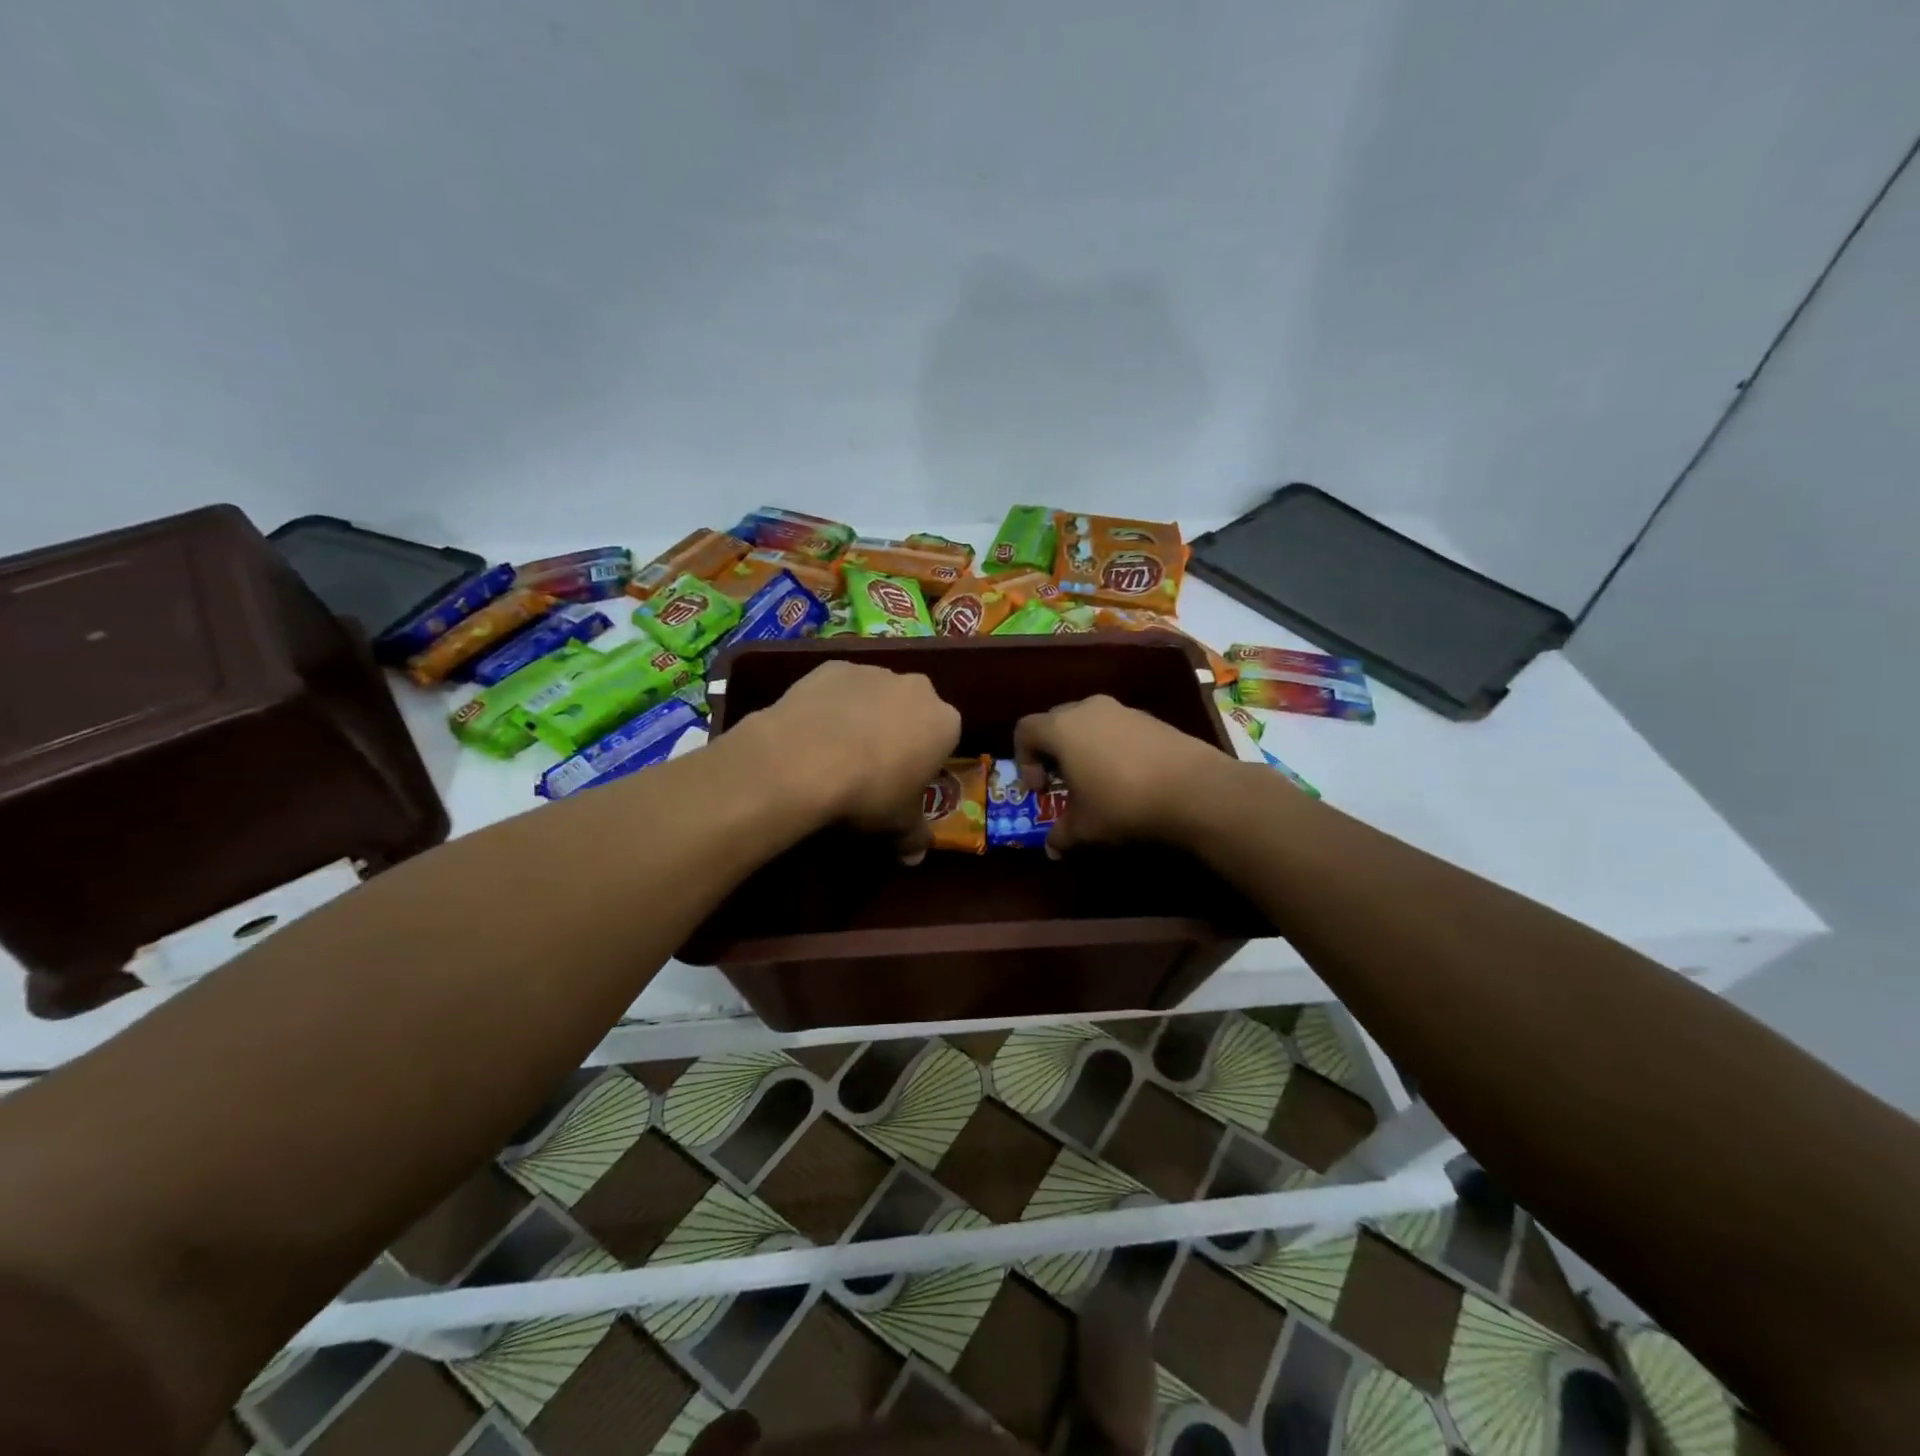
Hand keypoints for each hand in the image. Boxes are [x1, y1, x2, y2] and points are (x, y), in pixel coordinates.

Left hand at [754, 660, 959, 859]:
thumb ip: (914, 836)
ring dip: (865, 715)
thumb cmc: (870, 793)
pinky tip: (813, 732)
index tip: (904, 782)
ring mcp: (874, 672)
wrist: (806, 758)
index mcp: (944, 722)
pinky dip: (832, 705)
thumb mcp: (898, 824)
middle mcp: (917, 688)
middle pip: (912, 710)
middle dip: (898, 731)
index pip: (944, 739)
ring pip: (876, 695)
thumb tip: (915, 858)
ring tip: (836, 750)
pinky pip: (839, 688)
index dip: (925, 761)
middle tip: (872, 766)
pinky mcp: (833, 666)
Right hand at [1012, 695, 1233, 853]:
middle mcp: (1088, 709)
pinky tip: (1129, 778)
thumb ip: (1061, 835)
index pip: (1025, 729)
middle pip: (1056, 721)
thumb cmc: (1123, 803)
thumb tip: (1052, 848)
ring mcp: (1123, 710)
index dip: (1023, 759)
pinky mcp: (1152, 718)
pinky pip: (1118, 728)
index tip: (1040, 789)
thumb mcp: (1085, 828)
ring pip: (1089, 722)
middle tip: (1062, 782)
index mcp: (1062, 728)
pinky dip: (1113, 747)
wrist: (1194, 789)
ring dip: (1084, 748)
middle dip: (1053, 751)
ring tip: (1097, 781)